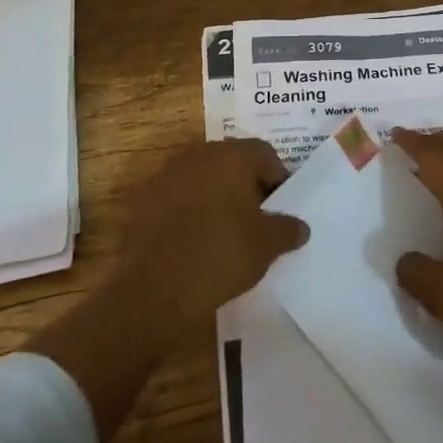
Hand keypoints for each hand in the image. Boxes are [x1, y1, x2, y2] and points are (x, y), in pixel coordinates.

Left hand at [113, 138, 309, 337]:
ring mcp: (166, 175)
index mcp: (231, 156)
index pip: (265, 154)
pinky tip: (192, 239)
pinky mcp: (142, 200)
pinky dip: (187, 210)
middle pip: (231, 161)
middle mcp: (198, 155)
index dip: (278, 179)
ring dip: (214, 195)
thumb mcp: (266, 246)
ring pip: (201, 177)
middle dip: (245, 184)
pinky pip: (175, 197)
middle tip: (256, 217)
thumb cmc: (221, 255)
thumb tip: (300, 227)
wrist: (154, 289)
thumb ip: (287, 229)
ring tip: (224, 229)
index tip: (281, 207)